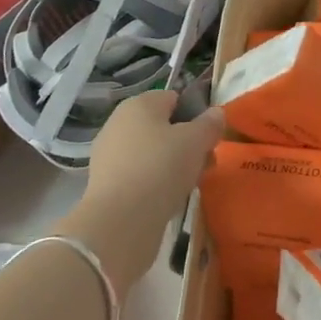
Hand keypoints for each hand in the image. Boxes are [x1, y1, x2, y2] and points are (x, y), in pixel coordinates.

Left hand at [57, 92, 225, 293]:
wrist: (121, 221)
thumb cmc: (162, 167)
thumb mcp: (197, 140)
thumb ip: (210, 123)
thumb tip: (216, 113)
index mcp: (139, 104)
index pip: (174, 98)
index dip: (196, 115)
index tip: (210, 137)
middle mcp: (119, 123)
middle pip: (163, 127)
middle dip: (186, 143)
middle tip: (205, 163)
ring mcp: (109, 155)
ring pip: (152, 153)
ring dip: (172, 165)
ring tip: (190, 184)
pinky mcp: (105, 184)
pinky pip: (139, 175)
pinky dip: (155, 183)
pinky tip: (168, 199)